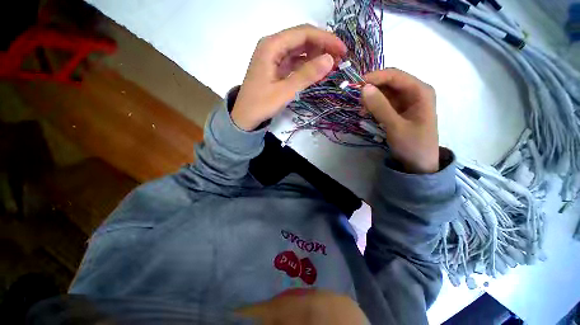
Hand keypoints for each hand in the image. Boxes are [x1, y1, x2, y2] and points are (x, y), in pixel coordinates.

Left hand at [231, 24, 346, 130]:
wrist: (245, 116)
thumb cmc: (261, 104)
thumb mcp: (284, 91)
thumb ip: (306, 75)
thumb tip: (330, 60)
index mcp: (271, 46)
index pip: (303, 33)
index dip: (325, 39)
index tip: (342, 50)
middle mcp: (272, 46)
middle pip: (302, 39)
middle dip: (322, 46)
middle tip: (340, 59)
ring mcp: (274, 57)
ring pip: (299, 50)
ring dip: (316, 56)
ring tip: (332, 65)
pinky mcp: (276, 67)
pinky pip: (294, 61)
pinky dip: (307, 65)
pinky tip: (317, 71)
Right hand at [361, 69, 439, 173]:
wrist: (419, 164)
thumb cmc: (412, 144)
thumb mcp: (395, 126)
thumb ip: (380, 107)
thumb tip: (363, 88)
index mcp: (420, 91)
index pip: (395, 75)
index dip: (375, 77)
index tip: (356, 85)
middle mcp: (414, 92)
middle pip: (389, 82)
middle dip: (372, 89)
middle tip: (357, 100)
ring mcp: (407, 101)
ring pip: (385, 92)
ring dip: (371, 99)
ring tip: (362, 111)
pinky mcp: (399, 110)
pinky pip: (384, 103)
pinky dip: (374, 106)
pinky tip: (366, 114)